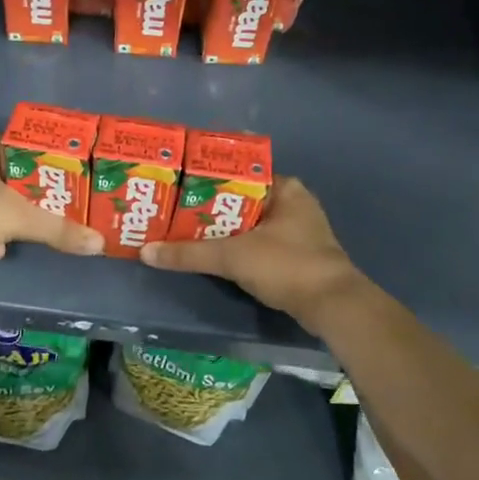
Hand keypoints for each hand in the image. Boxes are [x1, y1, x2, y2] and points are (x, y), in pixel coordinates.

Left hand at [0, 135, 103, 266]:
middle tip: (50, 210)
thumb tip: (99, 243)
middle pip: (11, 177)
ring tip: (20, 235)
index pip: (26, 146)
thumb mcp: (21, 218)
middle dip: (28, 197)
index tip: (63, 178)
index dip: (46, 161)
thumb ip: (59, 229)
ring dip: (5, 219)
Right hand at [141, 178, 365, 331]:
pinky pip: (259, 243)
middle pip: (243, 199)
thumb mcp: (232, 256)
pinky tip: (213, 255)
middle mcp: (294, 203)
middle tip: (175, 210)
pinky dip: (238, 248)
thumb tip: (146, 252)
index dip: (209, 178)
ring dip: (224, 230)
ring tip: (185, 231)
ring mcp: (299, 231)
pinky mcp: (298, 256)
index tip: (180, 184)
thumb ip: (189, 253)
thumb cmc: (286, 265)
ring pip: (251, 224)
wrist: (333, 307)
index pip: (240, 172)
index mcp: (285, 188)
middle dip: (211, 206)